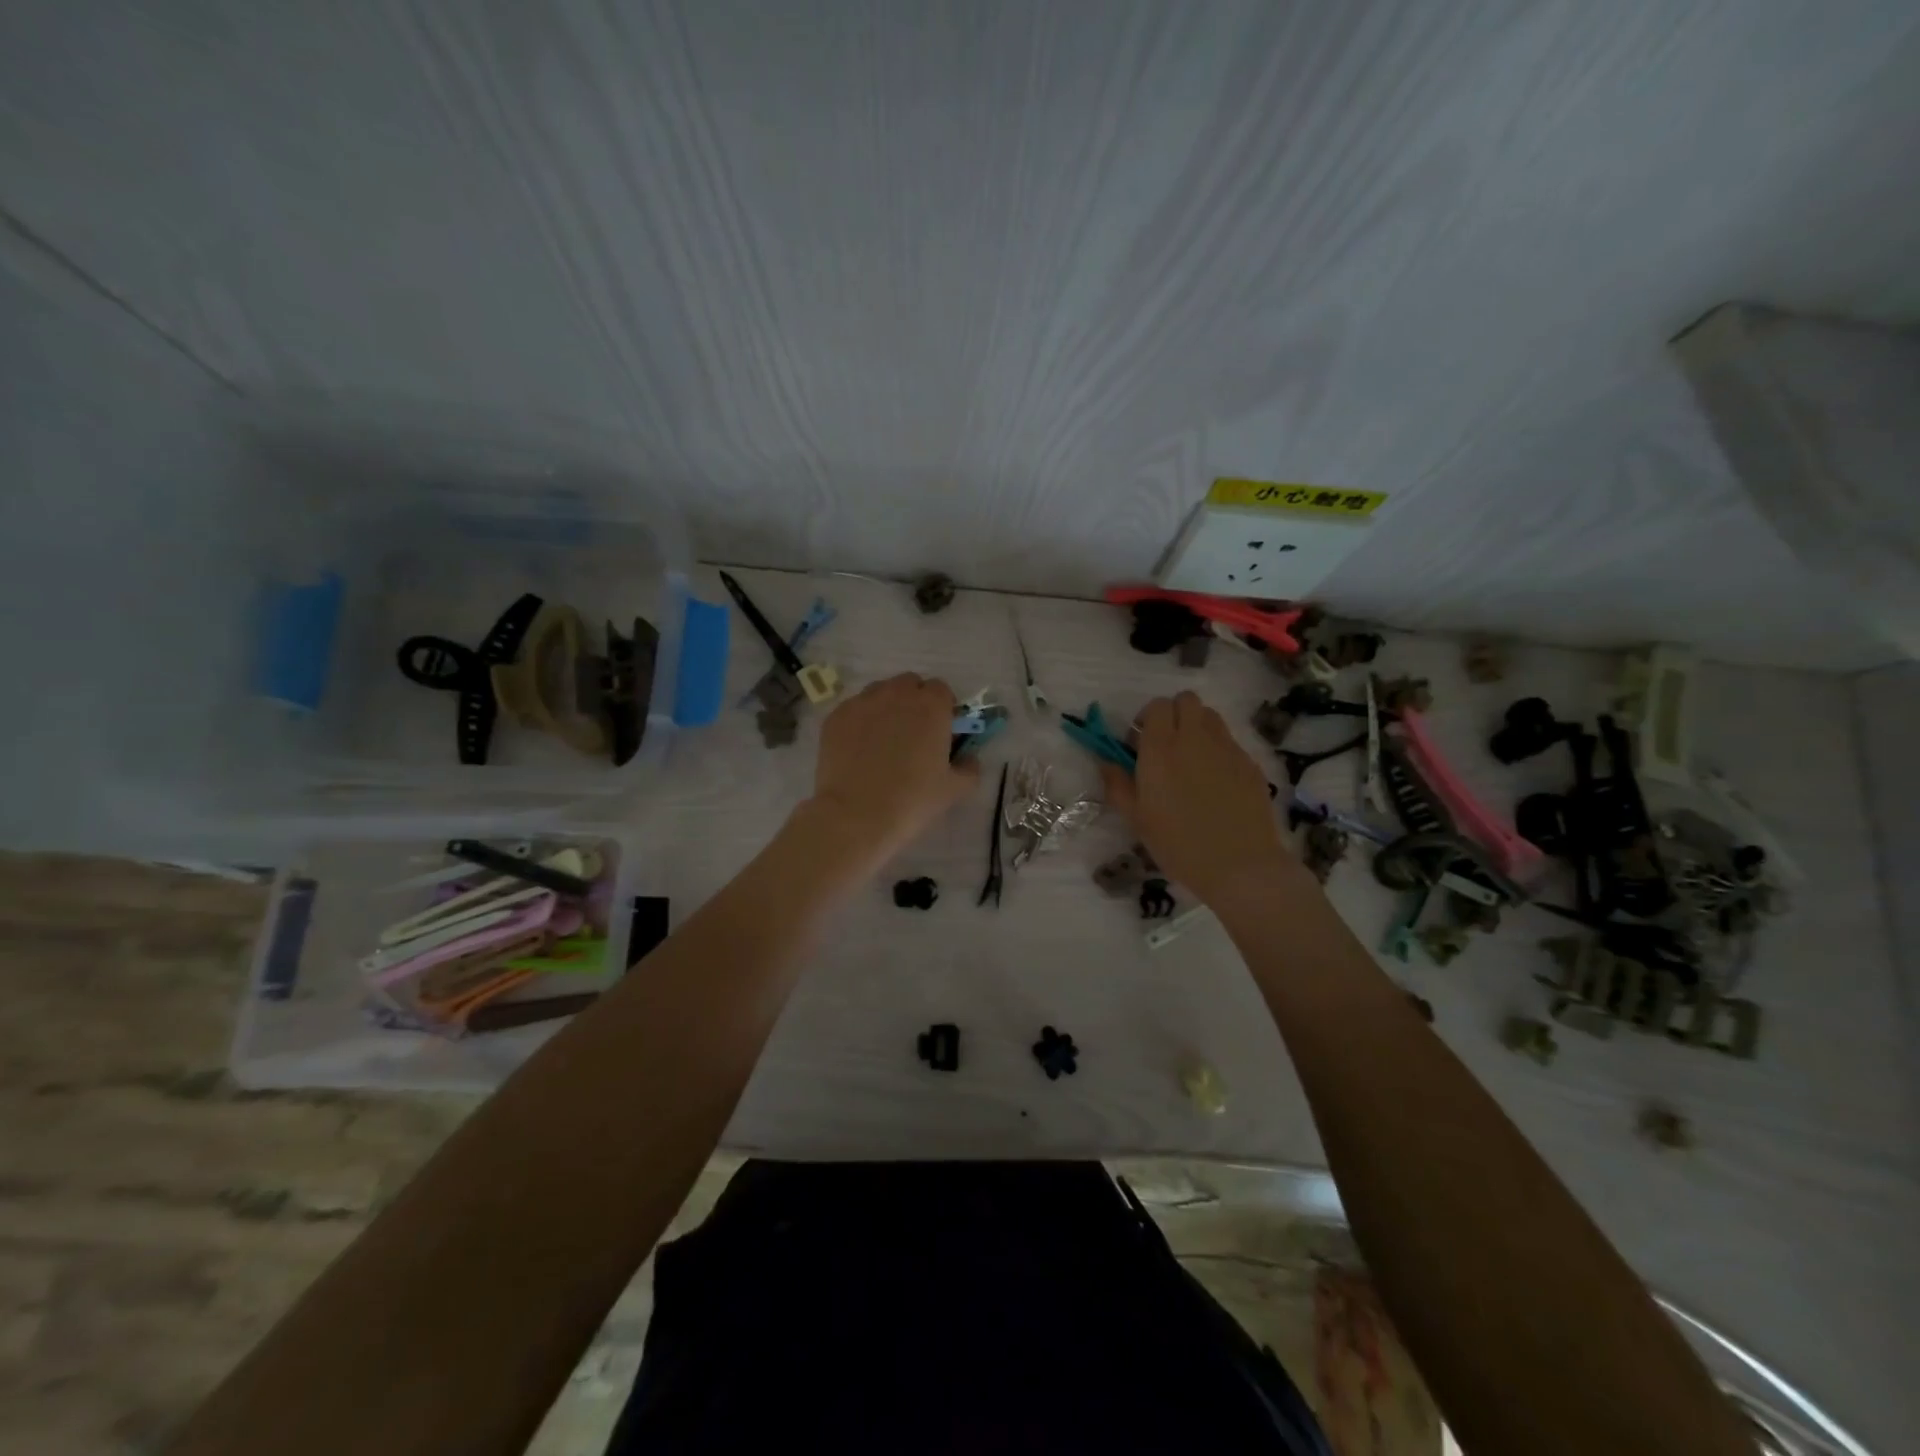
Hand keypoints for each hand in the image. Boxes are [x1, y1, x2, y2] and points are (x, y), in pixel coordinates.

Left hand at [798, 673, 979, 875]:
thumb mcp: (955, 789)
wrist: (857, 815)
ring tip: (883, 739)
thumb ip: (970, 767)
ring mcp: (863, 702)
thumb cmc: (913, 800)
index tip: (940, 730)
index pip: (941, 689)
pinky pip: (854, 709)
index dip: (943, 707)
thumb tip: (969, 758)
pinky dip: (860, 721)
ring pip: (879, 692)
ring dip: (887, 706)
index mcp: (931, 706)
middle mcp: (897, 694)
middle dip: (914, 701)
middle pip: (909, 684)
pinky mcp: (836, 716)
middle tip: (913, 733)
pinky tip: (859, 749)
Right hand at [1099, 691, 1291, 904]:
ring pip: (1210, 716)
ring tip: (1191, 760)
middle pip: (1186, 700)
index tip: (1140, 744)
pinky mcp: (1250, 763)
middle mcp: (1194, 738)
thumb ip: (1117, 784)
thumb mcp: (1136, 818)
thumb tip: (1106, 762)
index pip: (1156, 706)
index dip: (1147, 719)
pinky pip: (1229, 742)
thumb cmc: (1178, 844)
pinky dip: (1218, 750)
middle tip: (1165, 746)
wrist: (1240, 866)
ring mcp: (1227, 748)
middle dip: (1174, 714)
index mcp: (1160, 748)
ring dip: (1197, 727)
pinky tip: (1216, 784)